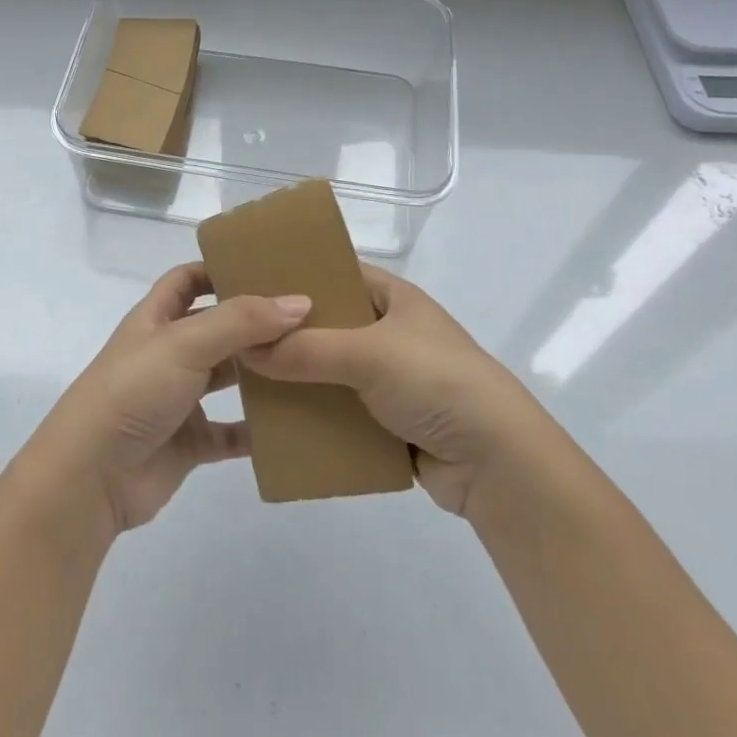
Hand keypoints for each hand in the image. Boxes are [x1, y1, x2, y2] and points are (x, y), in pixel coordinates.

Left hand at [26, 263, 312, 538]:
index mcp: (157, 318)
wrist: (92, 476)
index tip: (267, 266)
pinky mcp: (189, 442)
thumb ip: (241, 321)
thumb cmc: (133, 390)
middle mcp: (168, 352)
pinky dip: (257, 430)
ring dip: (262, 373)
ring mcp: (178, 398)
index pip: (188, 279)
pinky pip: (231, 433)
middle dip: (255, 321)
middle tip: (308, 316)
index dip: (220, 269)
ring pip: (228, 378)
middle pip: (217, 327)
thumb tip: (300, 302)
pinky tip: (293, 425)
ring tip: (311, 364)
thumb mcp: (185, 342)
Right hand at [239, 266, 538, 520]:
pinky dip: (315, 415)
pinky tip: (278, 420)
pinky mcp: (391, 421)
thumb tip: (245, 349)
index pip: (336, 272)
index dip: (296, 275)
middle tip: (236, 335)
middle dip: (288, 333)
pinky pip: (341, 410)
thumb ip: (306, 349)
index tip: (250, 283)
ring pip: (331, 370)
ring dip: (298, 377)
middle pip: (328, 324)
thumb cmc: (438, 382)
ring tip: (247, 379)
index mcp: (393, 298)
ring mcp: (392, 378)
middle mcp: (391, 331)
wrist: (499, 464)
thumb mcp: (370, 354)